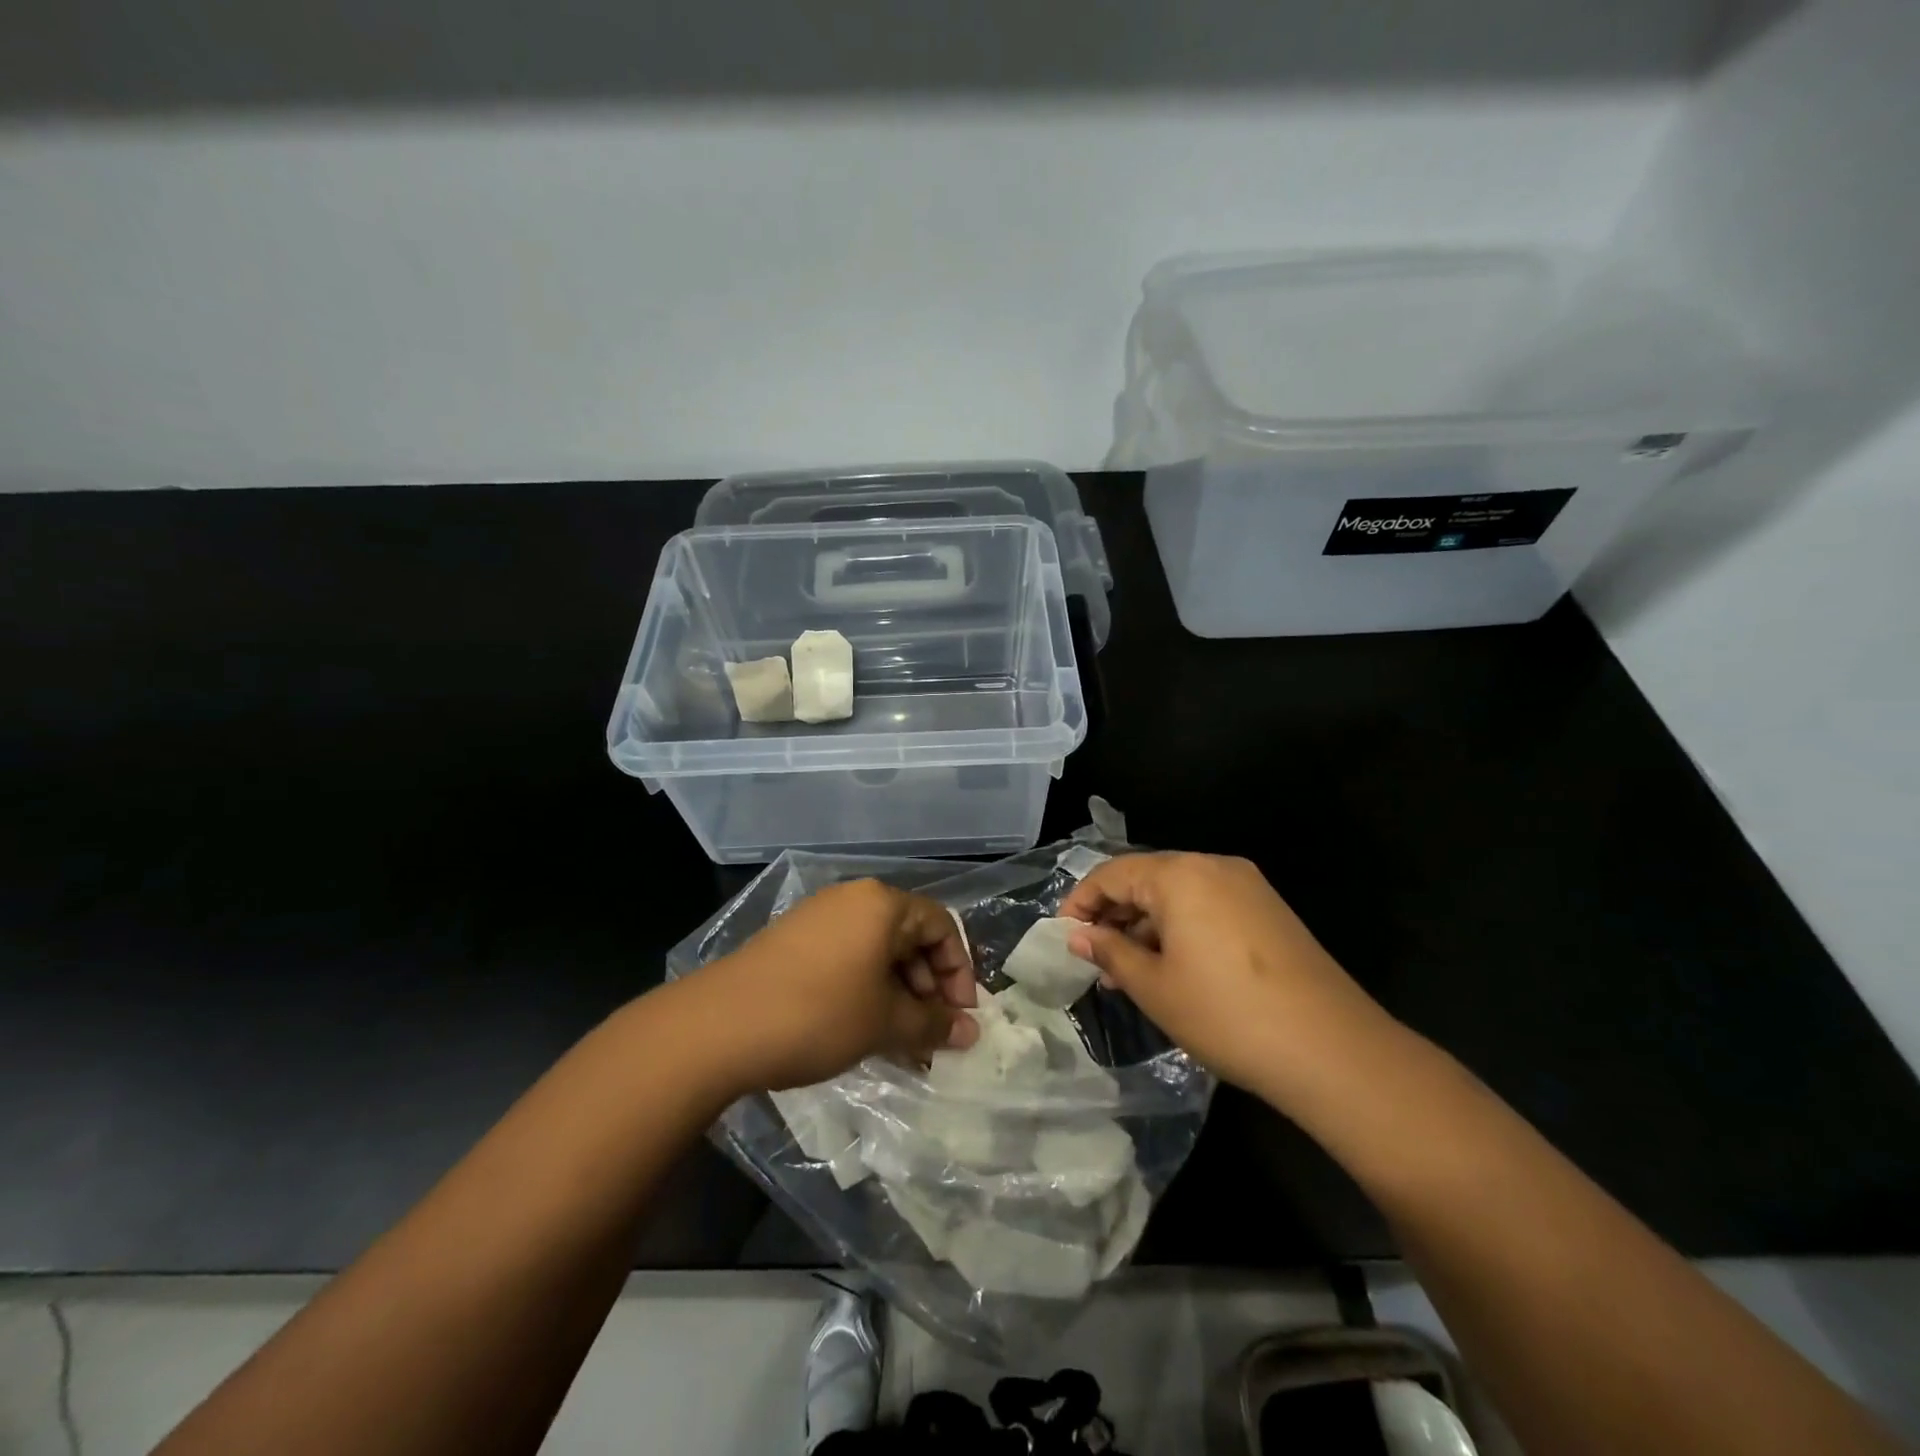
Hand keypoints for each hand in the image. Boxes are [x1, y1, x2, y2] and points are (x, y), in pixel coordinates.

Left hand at [683, 879, 980, 1093]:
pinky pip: (846, 959)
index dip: (959, 972)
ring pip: (876, 952)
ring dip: (897, 995)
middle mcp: (852, 899)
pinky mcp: (792, 942)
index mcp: (881, 904)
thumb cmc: (818, 1014)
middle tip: (932, 1035)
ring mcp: (817, 918)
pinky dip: (865, 991)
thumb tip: (972, 1033)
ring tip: (900, 1042)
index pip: (941, 925)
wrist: (718, 1026)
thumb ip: (933, 1025)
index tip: (961, 1017)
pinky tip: (862, 1031)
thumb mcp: (884, 1023)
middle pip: (909, 937)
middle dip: (928, 988)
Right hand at [1059, 853, 1394, 1099]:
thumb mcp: (1154, 987)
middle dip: (1115, 915)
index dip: (1081, 903)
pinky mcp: (1270, 911)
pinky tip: (1175, 969)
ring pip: (1179, 894)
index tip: (1064, 938)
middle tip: (1096, 960)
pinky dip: (1181, 929)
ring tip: (1131, 972)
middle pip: (1147, 878)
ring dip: (1148, 925)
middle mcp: (1214, 866)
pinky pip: (1208, 906)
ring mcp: (1248, 886)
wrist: (1332, 1050)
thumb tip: (1080, 936)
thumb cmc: (1226, 1014)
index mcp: (1180, 874)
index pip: (1112, 873)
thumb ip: (1111, 953)